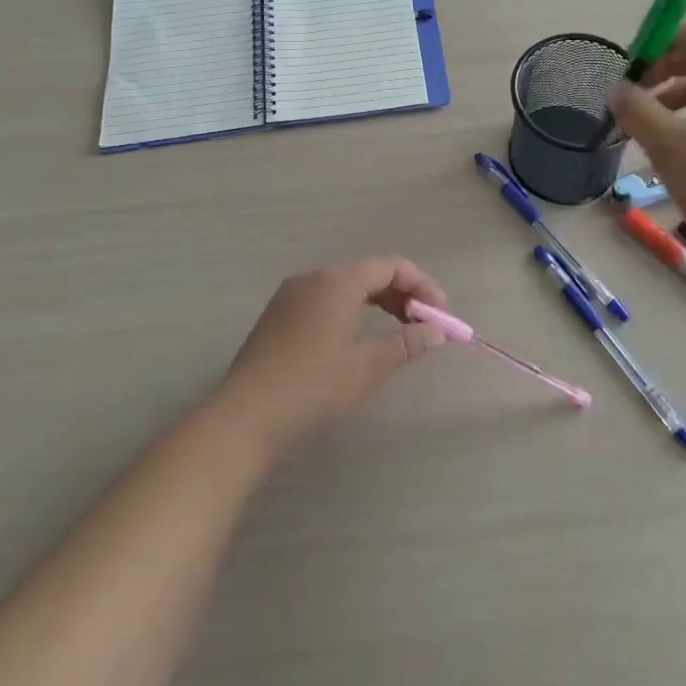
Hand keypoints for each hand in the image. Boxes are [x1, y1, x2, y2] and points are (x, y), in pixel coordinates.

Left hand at [215, 258, 450, 460]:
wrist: (244, 419)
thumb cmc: (313, 388)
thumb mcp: (368, 367)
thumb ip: (407, 344)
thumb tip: (436, 331)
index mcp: (337, 280)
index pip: (391, 266)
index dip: (422, 286)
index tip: (441, 315)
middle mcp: (313, 277)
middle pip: (368, 273)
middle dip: (401, 295)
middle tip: (423, 326)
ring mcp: (290, 296)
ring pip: (345, 287)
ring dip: (376, 304)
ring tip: (396, 334)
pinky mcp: (277, 317)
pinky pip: (325, 301)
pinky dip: (350, 312)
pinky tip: (356, 342)